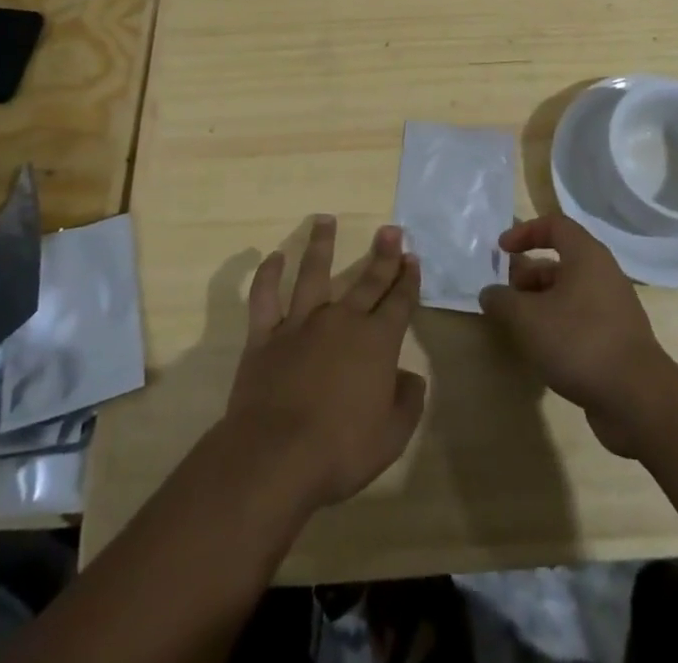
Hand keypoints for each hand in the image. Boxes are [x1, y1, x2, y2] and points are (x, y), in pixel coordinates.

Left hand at [223, 216, 427, 512]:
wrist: (276, 457)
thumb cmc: (340, 451)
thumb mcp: (391, 436)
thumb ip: (407, 402)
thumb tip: (410, 377)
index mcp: (376, 342)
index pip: (399, 302)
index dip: (408, 280)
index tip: (412, 257)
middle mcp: (342, 321)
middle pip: (367, 281)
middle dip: (382, 255)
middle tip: (390, 229)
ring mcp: (301, 323)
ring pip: (313, 273)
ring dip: (321, 244)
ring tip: (324, 219)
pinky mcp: (265, 335)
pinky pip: (264, 297)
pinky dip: (267, 275)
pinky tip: (272, 257)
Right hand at [478, 214, 676, 455]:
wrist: (637, 399)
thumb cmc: (579, 342)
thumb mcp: (528, 319)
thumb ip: (503, 301)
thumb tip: (490, 293)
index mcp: (587, 256)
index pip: (554, 225)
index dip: (525, 232)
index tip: (502, 250)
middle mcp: (603, 274)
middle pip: (561, 260)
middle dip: (528, 274)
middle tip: (505, 295)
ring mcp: (614, 307)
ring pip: (569, 292)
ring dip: (540, 302)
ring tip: (517, 326)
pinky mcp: (617, 338)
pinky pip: (580, 318)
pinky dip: (558, 324)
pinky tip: (542, 349)